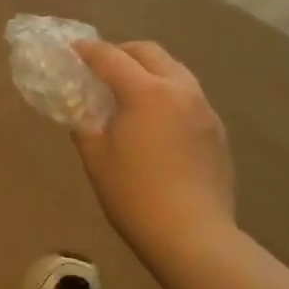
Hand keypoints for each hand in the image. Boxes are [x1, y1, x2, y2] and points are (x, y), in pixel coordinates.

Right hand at [72, 40, 234, 260]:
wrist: (194, 237)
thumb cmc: (135, 196)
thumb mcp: (96, 158)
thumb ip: (84, 123)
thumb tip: (82, 109)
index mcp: (146, 92)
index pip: (111, 57)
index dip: (87, 51)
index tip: (71, 50)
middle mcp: (180, 90)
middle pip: (149, 53)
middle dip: (122, 52)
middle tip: (101, 68)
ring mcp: (204, 109)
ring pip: (174, 71)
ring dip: (149, 70)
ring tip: (130, 92)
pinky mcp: (217, 131)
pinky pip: (189, 96)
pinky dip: (168, 94)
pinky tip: (157, 121)